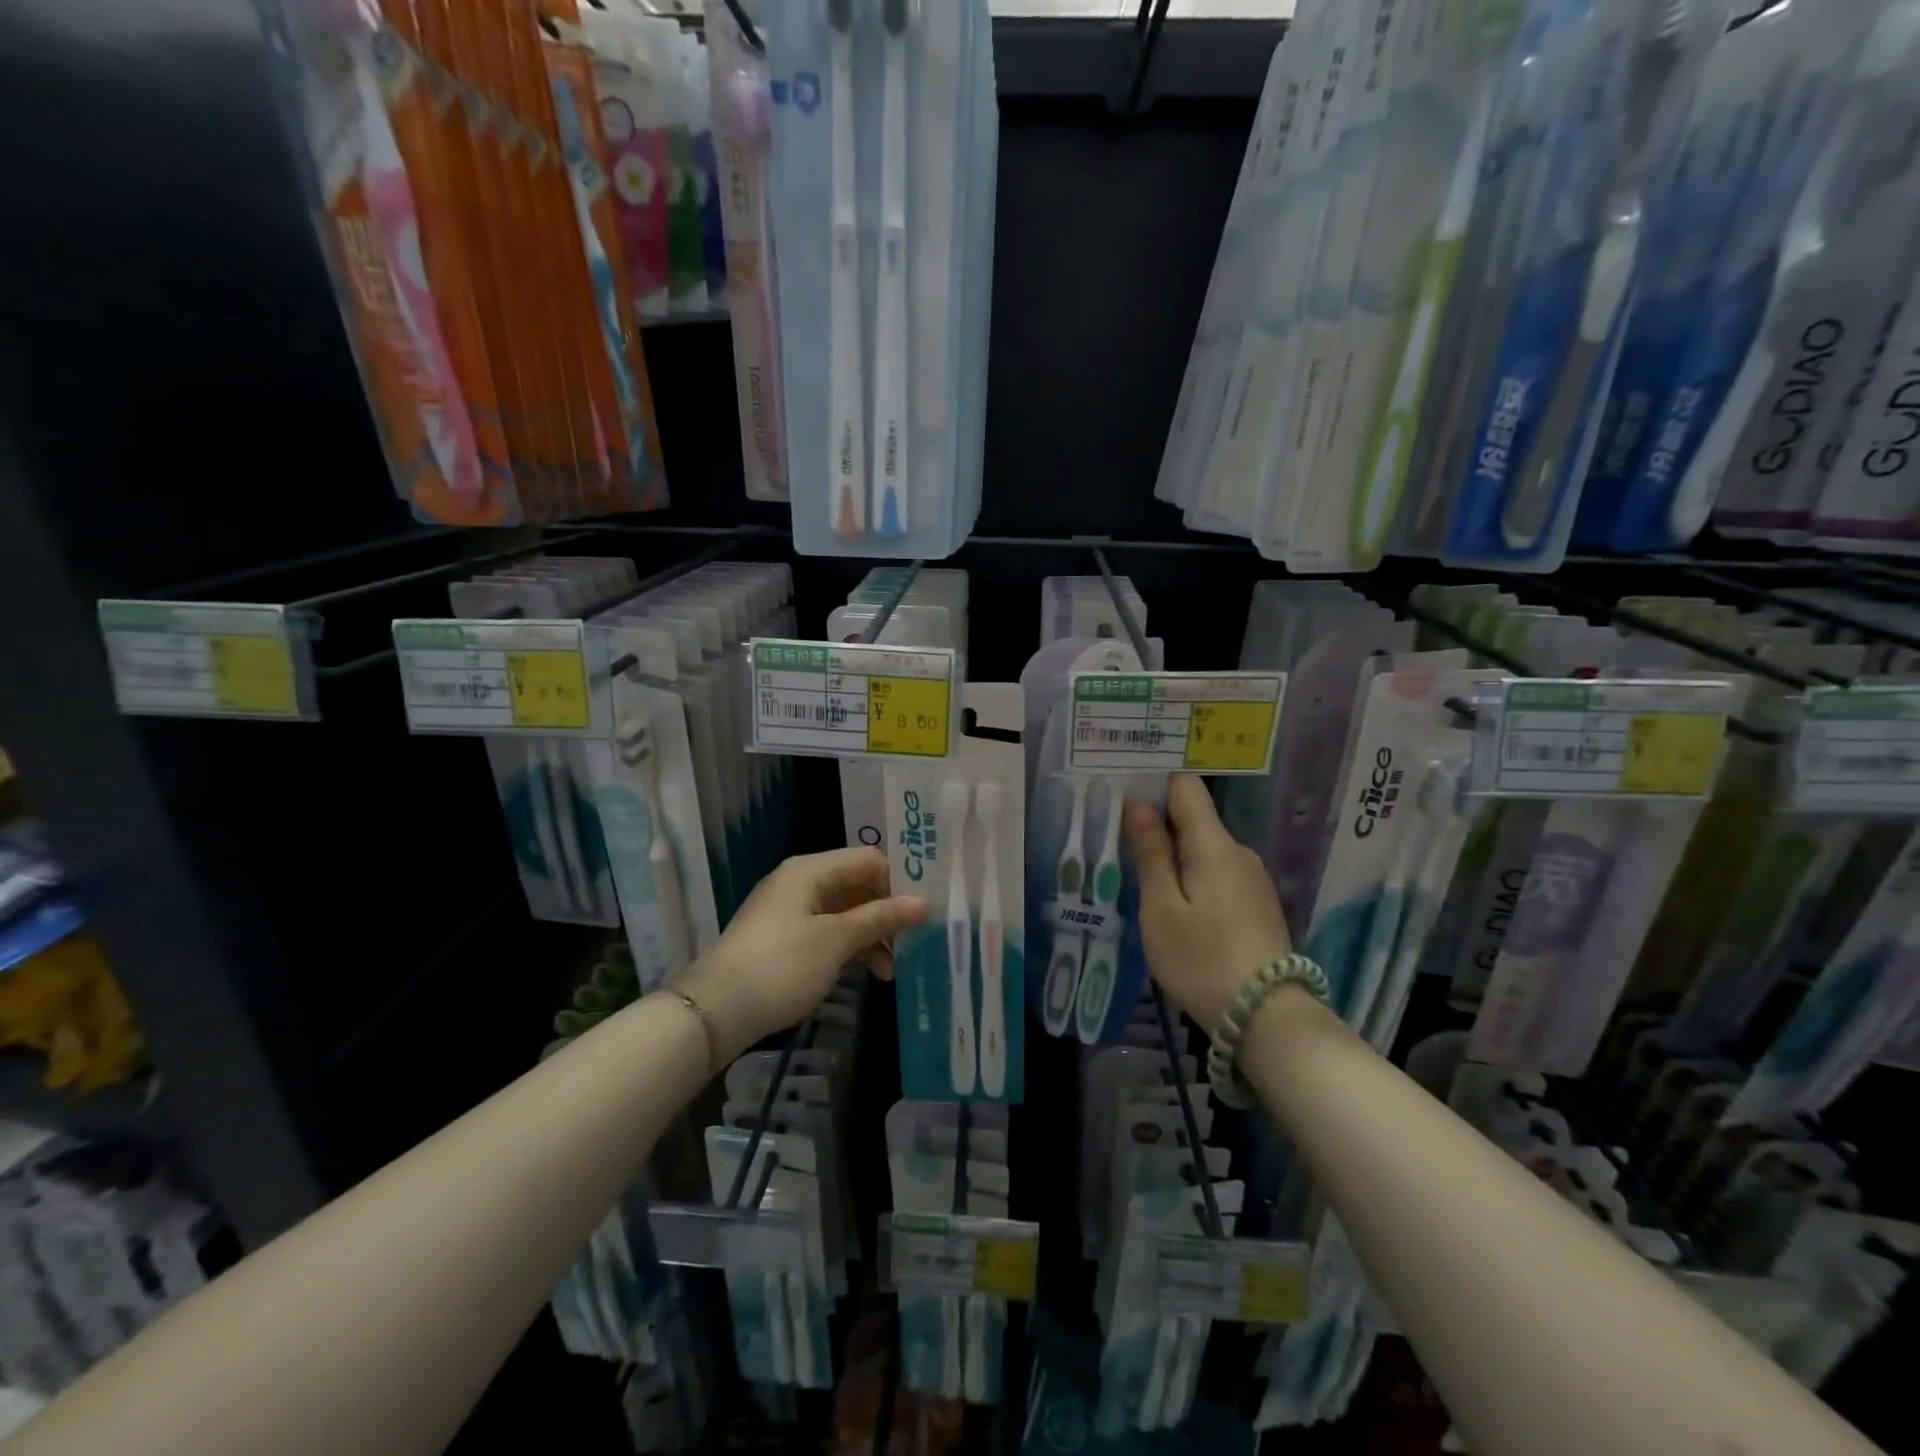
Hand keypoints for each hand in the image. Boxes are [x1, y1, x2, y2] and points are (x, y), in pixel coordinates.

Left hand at [675, 848, 926, 1060]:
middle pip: (857, 885)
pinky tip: (869, 972)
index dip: (899, 880)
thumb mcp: (835, 940)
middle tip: (917, 939)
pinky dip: (850, 947)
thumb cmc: (781, 966)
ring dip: (872, 934)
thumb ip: (880, 917)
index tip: (926, 909)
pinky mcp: (784, 939)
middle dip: (888, 911)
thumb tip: (923, 902)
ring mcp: (790, 911)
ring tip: (894, 968)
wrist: (716, 1010)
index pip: (868, 859)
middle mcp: (800, 882)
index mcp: (810, 870)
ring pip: (845, 911)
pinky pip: (828, 931)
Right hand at [1124, 774, 1291, 1031]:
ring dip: (1175, 857)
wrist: (1265, 1017)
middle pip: (1194, 819)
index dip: (1155, 785)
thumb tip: (1139, 805)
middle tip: (1120, 846)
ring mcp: (1252, 879)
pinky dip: (1194, 879)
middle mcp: (1239, 852)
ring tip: (1143, 882)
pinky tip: (1178, 908)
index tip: (1123, 796)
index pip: (1186, 787)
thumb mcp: (1162, 907)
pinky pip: (1218, 874)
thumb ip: (1150, 852)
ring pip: (1205, 850)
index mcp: (1214, 844)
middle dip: (1159, 826)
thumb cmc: (1202, 958)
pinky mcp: (1258, 904)